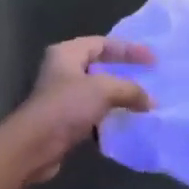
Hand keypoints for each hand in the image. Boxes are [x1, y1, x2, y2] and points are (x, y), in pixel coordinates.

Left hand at [9, 37, 154, 181]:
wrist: (35, 145)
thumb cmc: (66, 106)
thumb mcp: (103, 90)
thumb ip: (131, 90)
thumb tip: (151, 101)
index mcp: (67, 53)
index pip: (103, 43)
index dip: (129, 49)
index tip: (153, 60)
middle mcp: (62, 71)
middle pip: (99, 66)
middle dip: (124, 73)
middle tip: (149, 79)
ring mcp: (62, 96)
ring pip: (97, 92)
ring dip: (118, 97)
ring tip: (142, 102)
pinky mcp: (64, 120)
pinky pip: (93, 113)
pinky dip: (109, 116)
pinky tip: (125, 122)